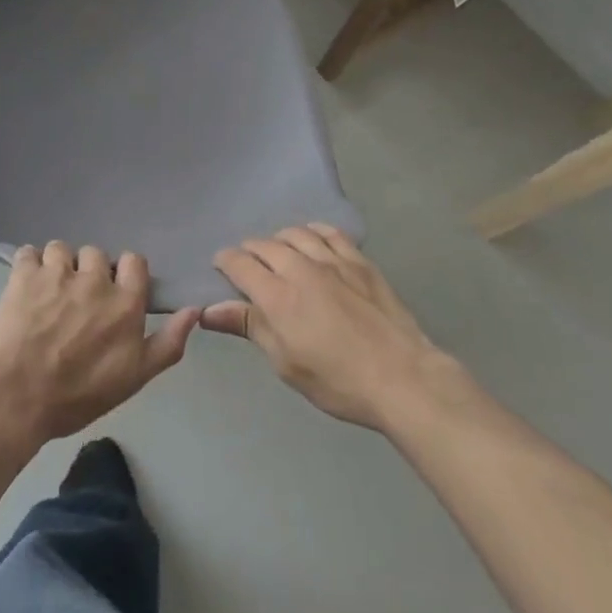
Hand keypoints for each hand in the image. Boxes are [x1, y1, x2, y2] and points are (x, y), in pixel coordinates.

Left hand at [0, 242, 200, 447]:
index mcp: (124, 301)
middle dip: (89, 272)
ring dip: (58, 266)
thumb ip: (168, 342)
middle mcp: (94, 278)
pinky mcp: (24, 274)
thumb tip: (194, 310)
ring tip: (49, 293)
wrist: (20, 397)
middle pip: (96, 254)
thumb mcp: (135, 377)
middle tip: (78, 300)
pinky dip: (28, 265)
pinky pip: (28, 252)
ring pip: (61, 249)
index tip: (114, 293)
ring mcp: (57, 272)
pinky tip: (26, 286)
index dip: (125, 274)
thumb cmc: (80, 394)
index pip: (134, 261)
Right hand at [204, 225, 443, 430]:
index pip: (239, 263)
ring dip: (279, 240)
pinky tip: (312, 238)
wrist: (403, 378)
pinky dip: (313, 231)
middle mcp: (300, 268)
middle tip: (249, 266)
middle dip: (249, 252)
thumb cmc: (338, 381)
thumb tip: (208, 311)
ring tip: (278, 252)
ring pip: (295, 233)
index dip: (224, 262)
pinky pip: (329, 232)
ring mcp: (332, 259)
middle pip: (264, 245)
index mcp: (277, 296)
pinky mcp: (358, 260)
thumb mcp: (286, 363)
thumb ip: (249, 327)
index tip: (221, 268)